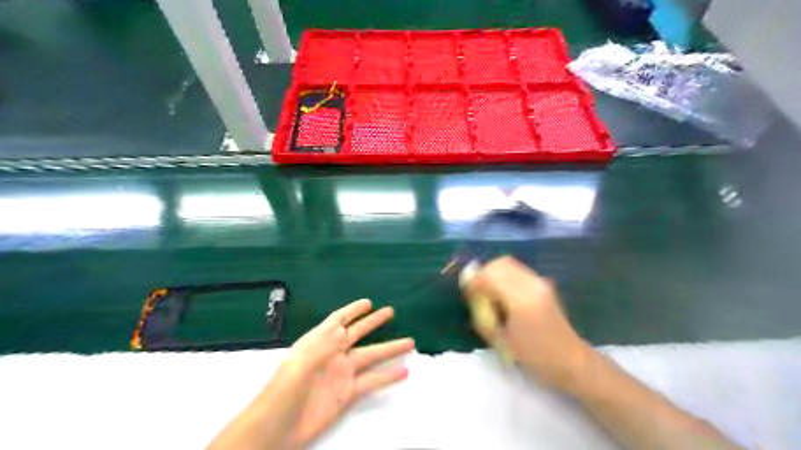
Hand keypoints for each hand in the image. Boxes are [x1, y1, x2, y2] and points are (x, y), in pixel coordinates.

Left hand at [280, 300, 416, 448]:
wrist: (276, 428)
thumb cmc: (283, 390)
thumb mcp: (300, 362)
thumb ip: (323, 345)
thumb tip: (343, 330)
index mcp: (319, 341)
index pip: (339, 319)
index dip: (353, 309)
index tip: (369, 302)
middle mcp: (333, 353)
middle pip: (358, 333)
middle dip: (374, 322)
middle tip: (391, 311)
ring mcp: (341, 374)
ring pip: (371, 356)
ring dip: (390, 349)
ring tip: (410, 342)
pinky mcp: (347, 394)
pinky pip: (372, 381)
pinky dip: (388, 376)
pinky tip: (403, 371)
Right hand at [467, 257, 589, 389]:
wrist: (571, 361)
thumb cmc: (535, 357)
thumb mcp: (503, 340)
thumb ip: (484, 315)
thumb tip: (471, 297)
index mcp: (521, 300)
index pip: (490, 275)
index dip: (474, 281)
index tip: (468, 295)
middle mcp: (532, 284)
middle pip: (500, 264)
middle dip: (483, 274)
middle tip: (477, 292)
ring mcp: (540, 282)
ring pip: (509, 264)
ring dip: (494, 274)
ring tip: (489, 294)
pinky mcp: (543, 284)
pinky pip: (517, 271)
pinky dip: (504, 276)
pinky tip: (503, 295)